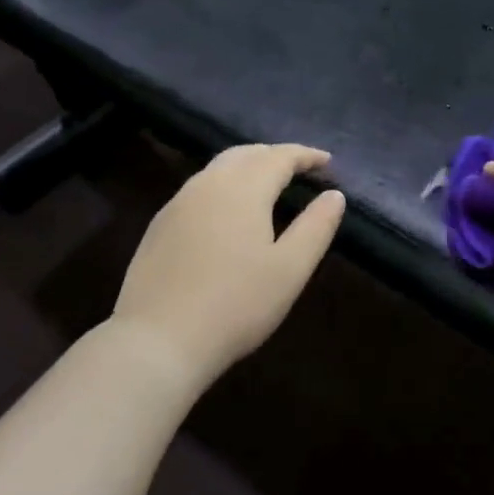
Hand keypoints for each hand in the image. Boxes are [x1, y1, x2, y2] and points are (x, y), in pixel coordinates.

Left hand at [111, 144, 345, 385]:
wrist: (158, 340)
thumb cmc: (236, 304)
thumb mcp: (290, 269)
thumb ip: (316, 227)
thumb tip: (334, 195)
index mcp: (243, 189)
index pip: (279, 157)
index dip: (307, 155)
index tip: (328, 162)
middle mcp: (207, 185)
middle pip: (245, 154)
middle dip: (276, 155)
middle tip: (301, 170)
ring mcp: (177, 204)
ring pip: (218, 169)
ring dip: (248, 168)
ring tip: (269, 186)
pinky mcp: (159, 227)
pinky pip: (199, 190)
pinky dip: (225, 187)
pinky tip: (230, 213)